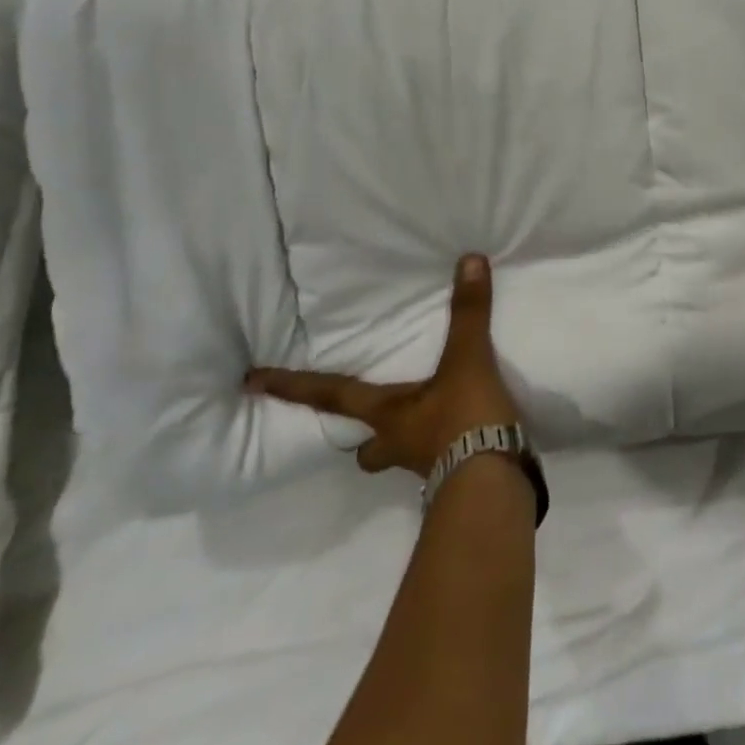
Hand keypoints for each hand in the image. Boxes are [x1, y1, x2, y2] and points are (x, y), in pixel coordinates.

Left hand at [244, 254, 519, 478]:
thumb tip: (468, 260)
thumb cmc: (464, 419)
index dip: (293, 387)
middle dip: (362, 440)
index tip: (251, 382)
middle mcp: (397, 443)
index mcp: (388, 414)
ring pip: (399, 458)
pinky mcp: (454, 478)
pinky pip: (440, 463)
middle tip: (368, 427)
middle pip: (365, 449)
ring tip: (425, 424)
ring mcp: (425, 467)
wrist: (493, 484)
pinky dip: (446, 450)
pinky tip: (464, 437)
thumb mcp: (467, 360)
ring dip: (403, 445)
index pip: (331, 396)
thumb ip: (468, 312)